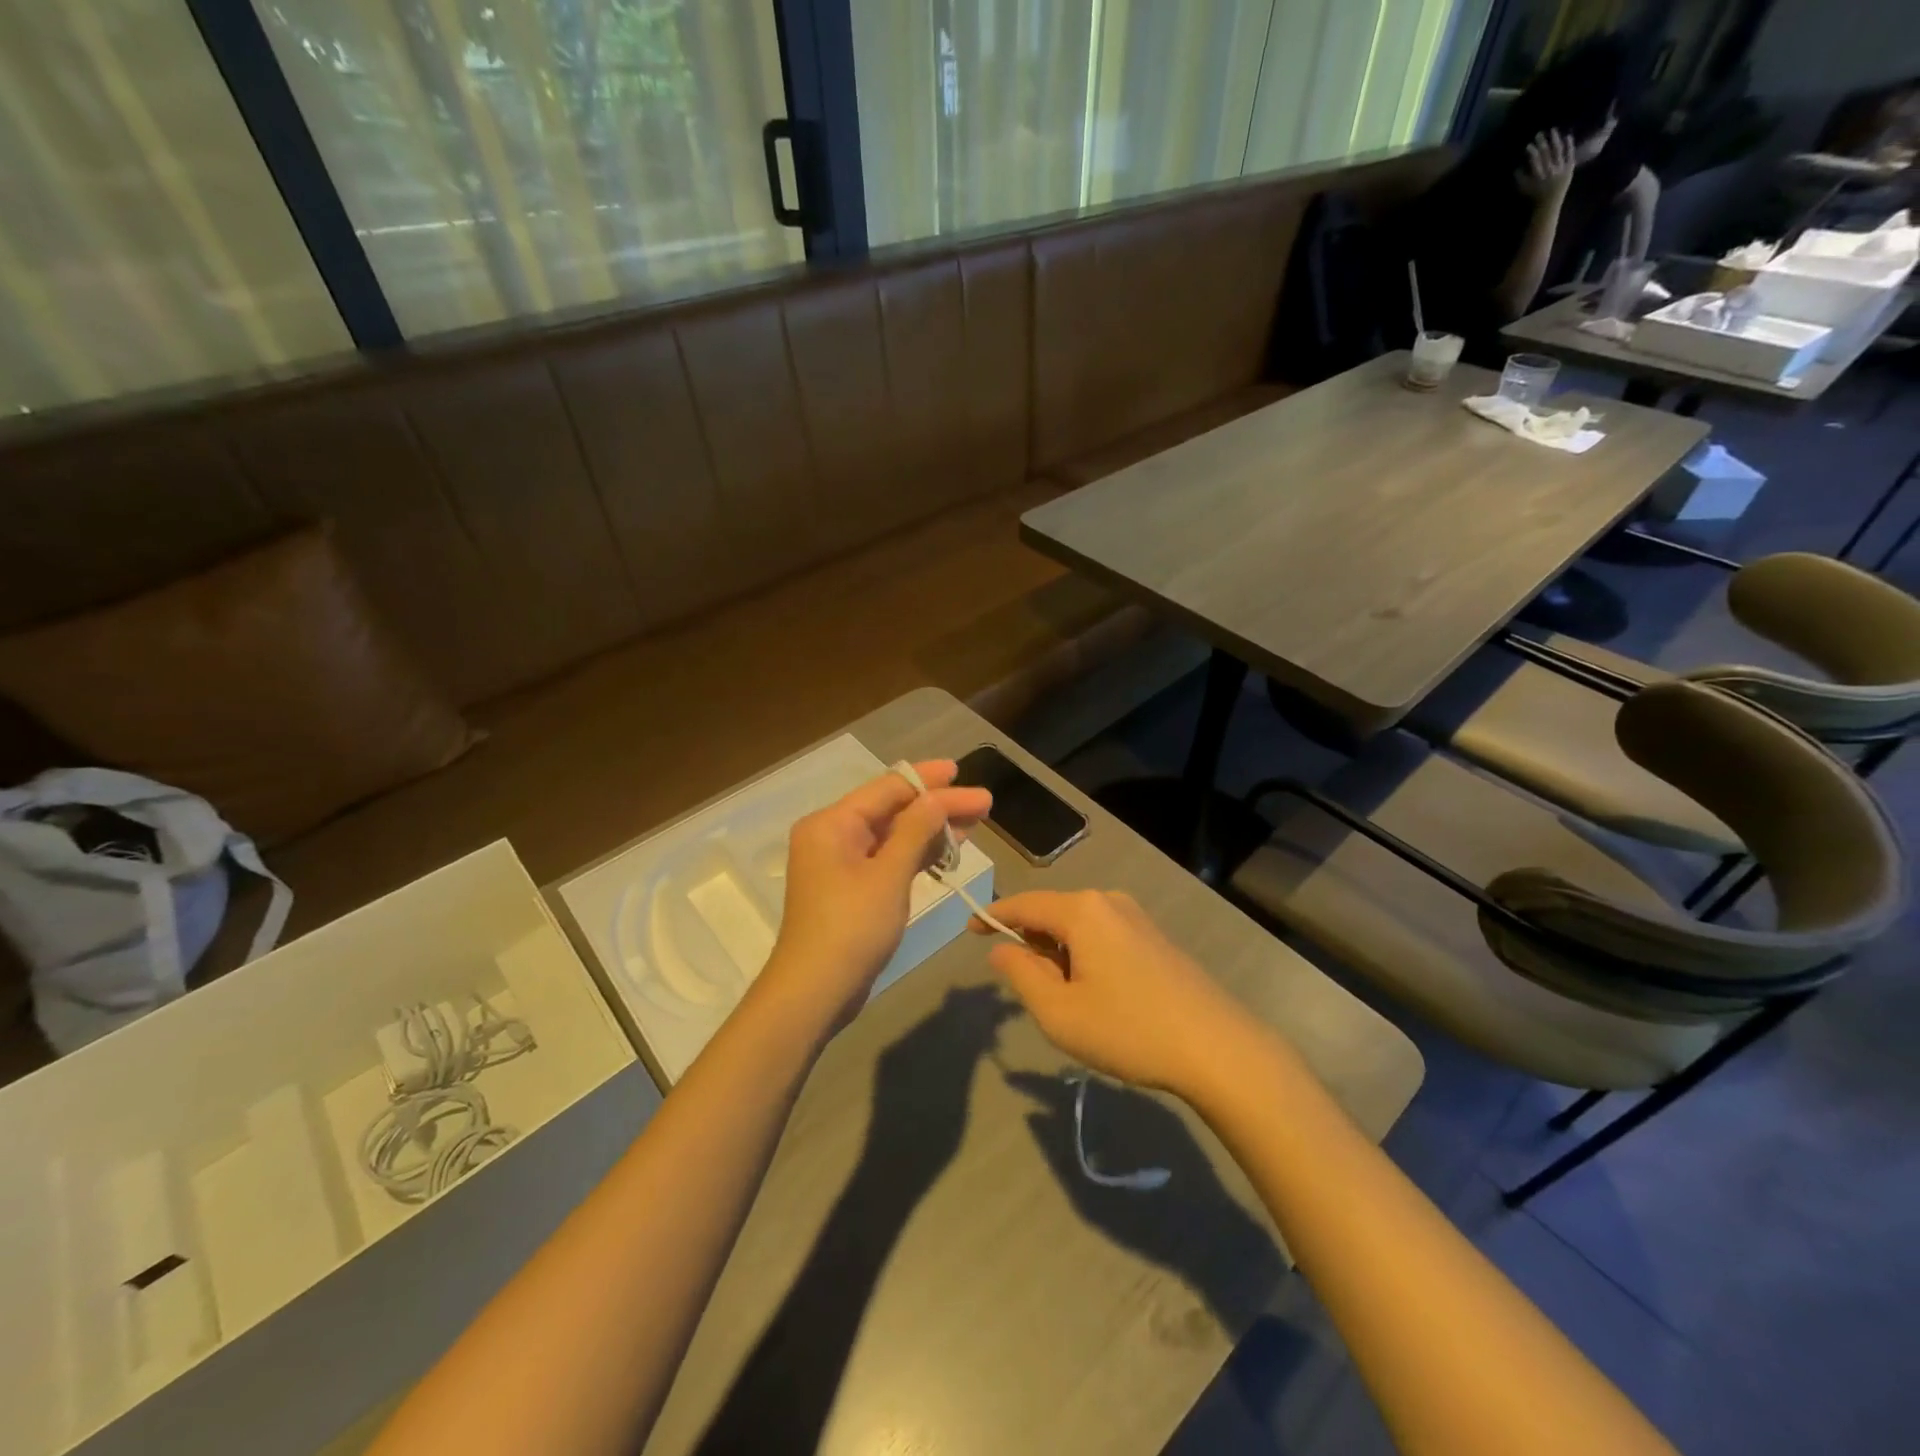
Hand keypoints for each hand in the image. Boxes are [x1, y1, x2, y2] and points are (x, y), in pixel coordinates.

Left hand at [760, 761, 989, 1030]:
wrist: (815, 992)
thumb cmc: (852, 928)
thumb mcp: (889, 875)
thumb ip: (916, 830)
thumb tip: (938, 796)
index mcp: (832, 823)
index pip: (888, 788)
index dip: (928, 779)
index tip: (963, 772)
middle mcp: (833, 835)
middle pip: (892, 809)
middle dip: (937, 805)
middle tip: (983, 803)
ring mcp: (841, 863)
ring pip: (893, 834)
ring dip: (931, 829)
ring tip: (975, 823)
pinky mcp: (852, 888)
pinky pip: (888, 858)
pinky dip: (917, 854)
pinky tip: (948, 851)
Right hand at [972, 890, 1253, 1094]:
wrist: (1218, 1048)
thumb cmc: (1129, 1030)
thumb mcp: (1060, 1012)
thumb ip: (1021, 974)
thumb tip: (1001, 948)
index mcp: (1081, 910)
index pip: (1024, 903)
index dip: (994, 915)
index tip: (970, 929)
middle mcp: (1108, 901)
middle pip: (1052, 913)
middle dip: (1031, 942)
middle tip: (1027, 988)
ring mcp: (1137, 917)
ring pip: (1079, 926)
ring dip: (1060, 954)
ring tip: (1065, 1001)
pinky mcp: (1156, 937)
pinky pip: (1104, 935)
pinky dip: (1085, 956)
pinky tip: (1098, 995)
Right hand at [1516, 129, 1576, 201]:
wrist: (1550, 203)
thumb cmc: (1535, 196)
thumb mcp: (1524, 190)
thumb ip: (1520, 178)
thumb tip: (1517, 167)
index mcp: (1539, 176)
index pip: (1535, 160)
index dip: (1532, 152)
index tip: (1528, 145)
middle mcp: (1550, 170)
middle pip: (1546, 153)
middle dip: (1542, 143)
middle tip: (1539, 133)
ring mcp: (1561, 168)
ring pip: (1558, 151)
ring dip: (1556, 140)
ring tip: (1553, 130)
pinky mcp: (1569, 167)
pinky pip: (1570, 154)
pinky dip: (1569, 145)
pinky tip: (1567, 136)